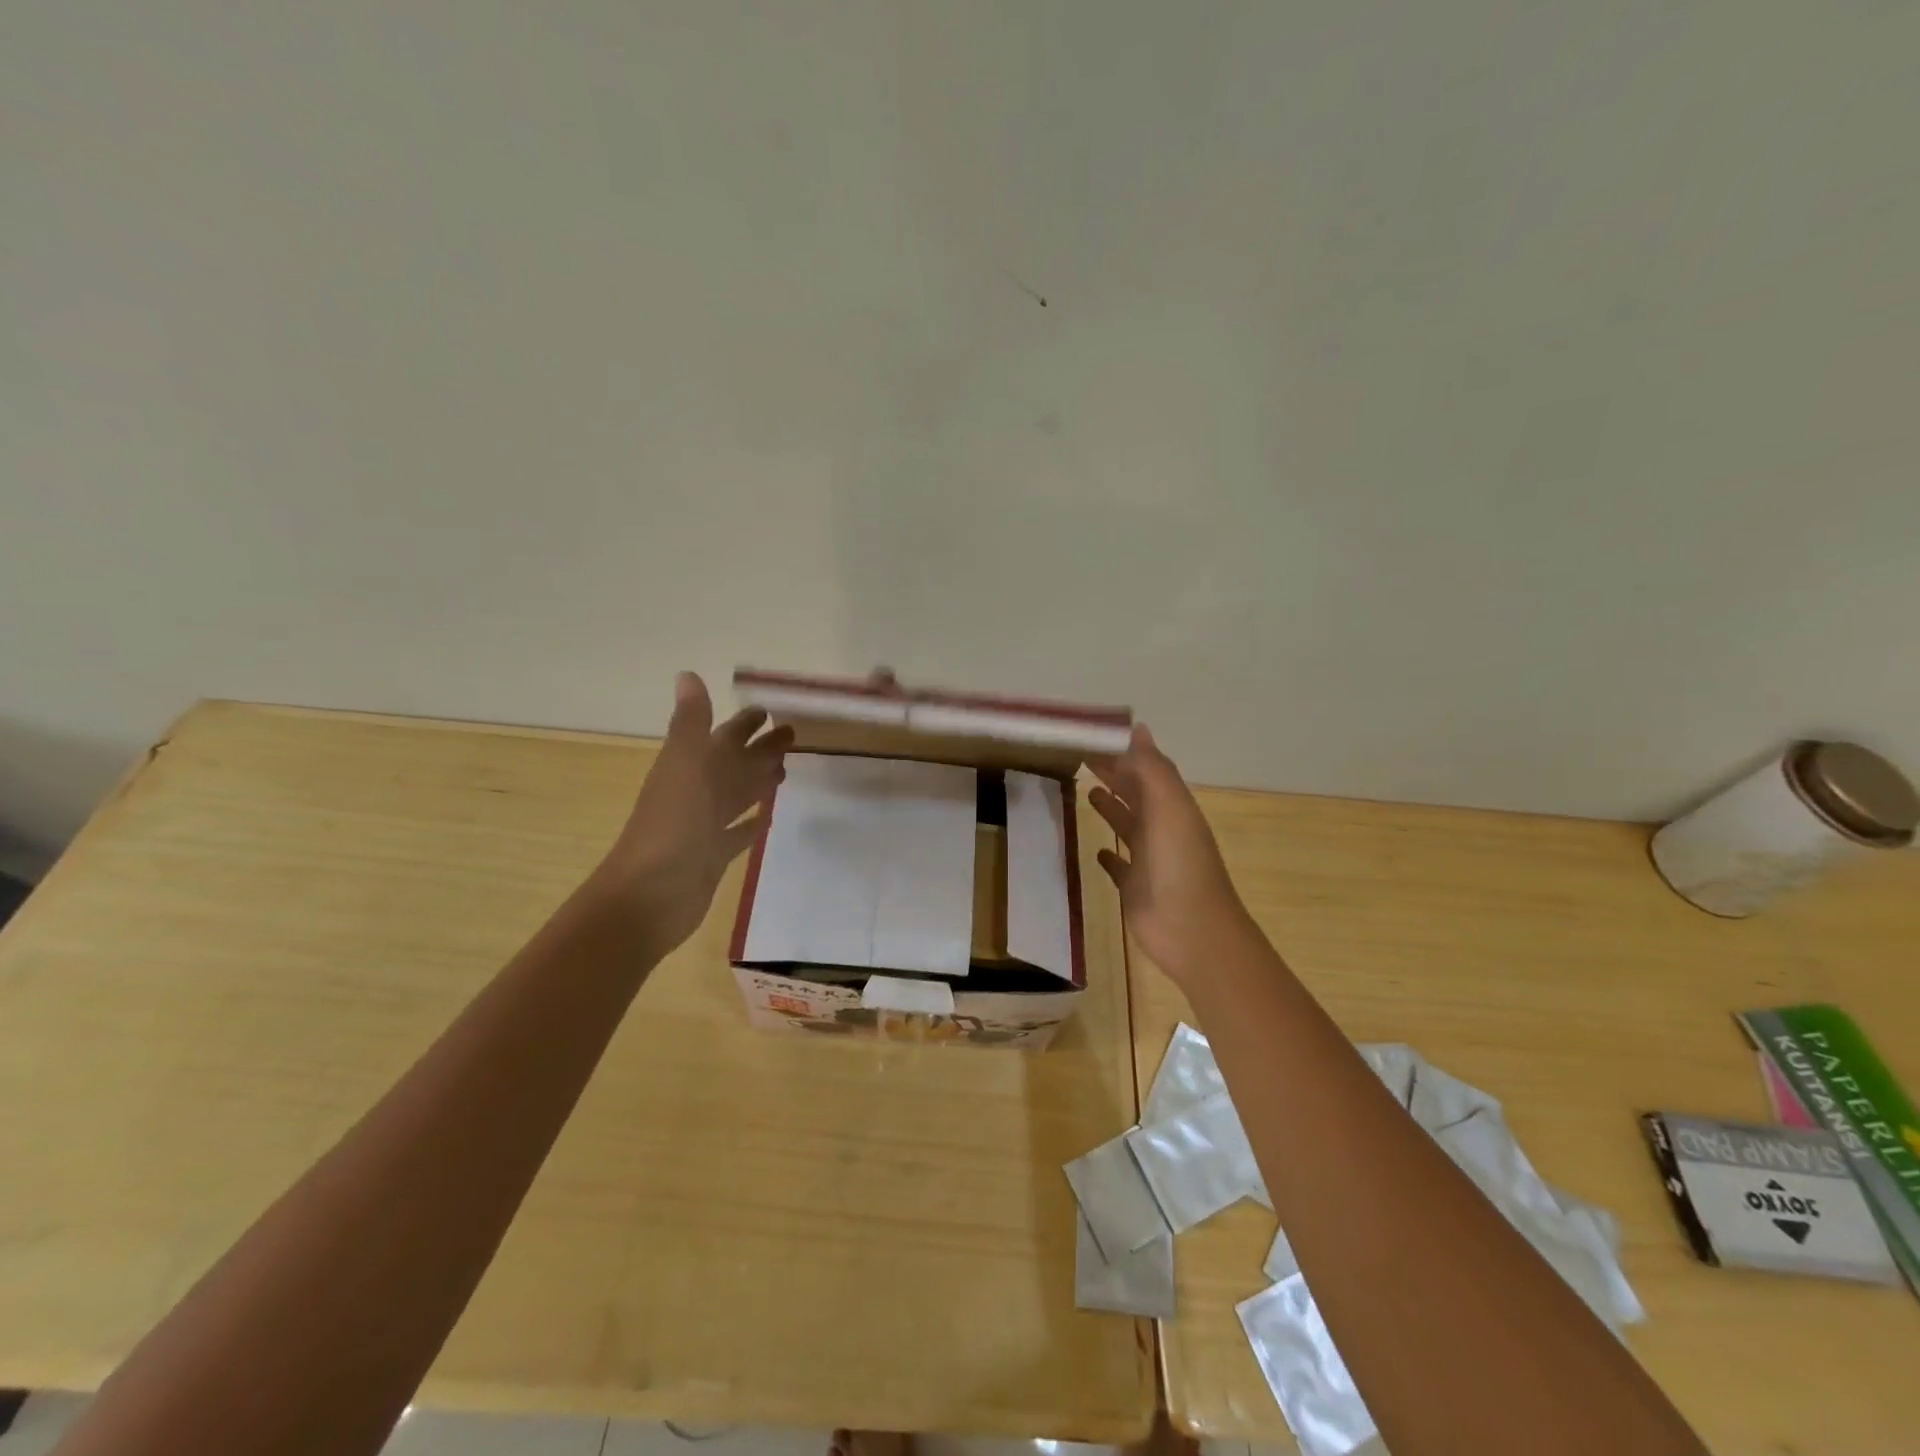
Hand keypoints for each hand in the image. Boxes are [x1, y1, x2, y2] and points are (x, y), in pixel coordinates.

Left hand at [593, 672, 792, 956]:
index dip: (744, 724)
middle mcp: (698, 791)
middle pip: (735, 764)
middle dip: (760, 749)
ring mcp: (705, 825)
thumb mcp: (684, 765)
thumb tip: (687, 674)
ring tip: (786, 772)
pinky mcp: (714, 854)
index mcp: (691, 766)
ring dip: (758, 782)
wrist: (650, 896)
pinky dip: (752, 822)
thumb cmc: (671, 825)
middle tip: (793, 736)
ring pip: (738, 796)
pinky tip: (768, 817)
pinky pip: (738, 832)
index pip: (724, 737)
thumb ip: (691, 724)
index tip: (770, 711)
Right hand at [1089, 724, 1254, 987]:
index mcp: (1172, 807)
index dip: (1121, 753)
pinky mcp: (1135, 888)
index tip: (1091, 737)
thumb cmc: (1179, 866)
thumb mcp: (1169, 808)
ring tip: (1087, 792)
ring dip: (1112, 808)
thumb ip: (1152, 769)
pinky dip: (1110, 854)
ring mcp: (1149, 860)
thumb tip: (1138, 728)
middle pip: (1135, 794)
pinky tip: (1097, 849)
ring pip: (1128, 826)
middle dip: (1113, 775)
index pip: (1144, 770)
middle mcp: (1162, 829)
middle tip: (1080, 758)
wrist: (1192, 933)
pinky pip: (1120, 865)